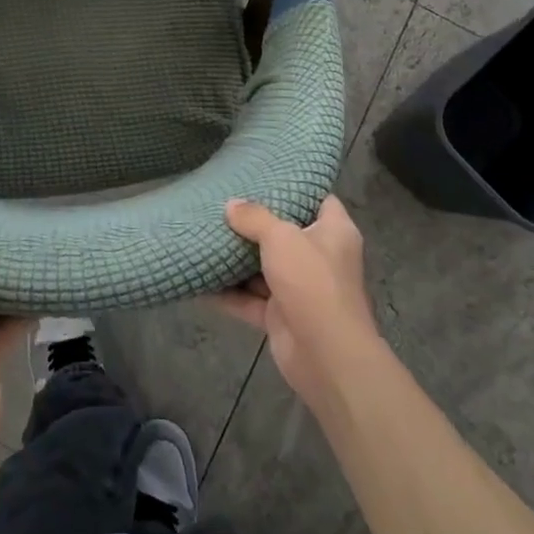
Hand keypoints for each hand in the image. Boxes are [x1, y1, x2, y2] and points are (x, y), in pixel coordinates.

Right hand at [210, 196, 381, 413]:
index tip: (268, 177)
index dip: (298, 188)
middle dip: (257, 223)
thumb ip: (254, 217)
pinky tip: (199, 280)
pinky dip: (227, 293)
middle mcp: (320, 258)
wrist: (326, 356)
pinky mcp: (281, 316)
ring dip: (237, 258)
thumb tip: (231, 205)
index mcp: (335, 233)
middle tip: (225, 202)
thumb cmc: (312, 282)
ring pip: (264, 267)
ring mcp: (300, 289)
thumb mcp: (281, 237)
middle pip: (286, 233)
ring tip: (206, 234)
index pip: (321, 200)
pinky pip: (249, 299)